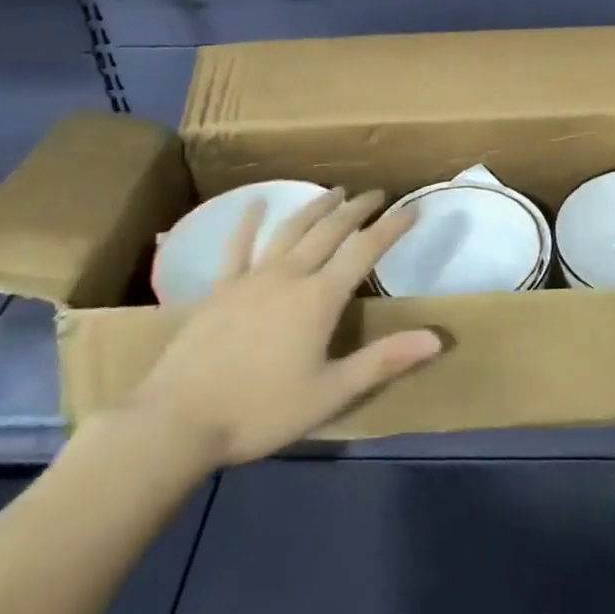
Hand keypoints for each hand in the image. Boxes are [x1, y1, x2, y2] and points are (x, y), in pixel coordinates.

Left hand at [124, 188, 443, 472]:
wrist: (177, 422)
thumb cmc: (260, 411)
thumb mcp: (330, 393)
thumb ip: (383, 360)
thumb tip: (437, 337)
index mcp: (319, 298)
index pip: (365, 251)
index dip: (392, 227)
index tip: (413, 208)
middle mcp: (290, 275)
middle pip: (330, 231)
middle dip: (357, 209)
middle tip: (376, 193)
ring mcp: (251, 278)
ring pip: (291, 230)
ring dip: (316, 207)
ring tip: (335, 191)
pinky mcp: (220, 288)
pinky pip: (237, 247)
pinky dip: (248, 223)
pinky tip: (255, 204)